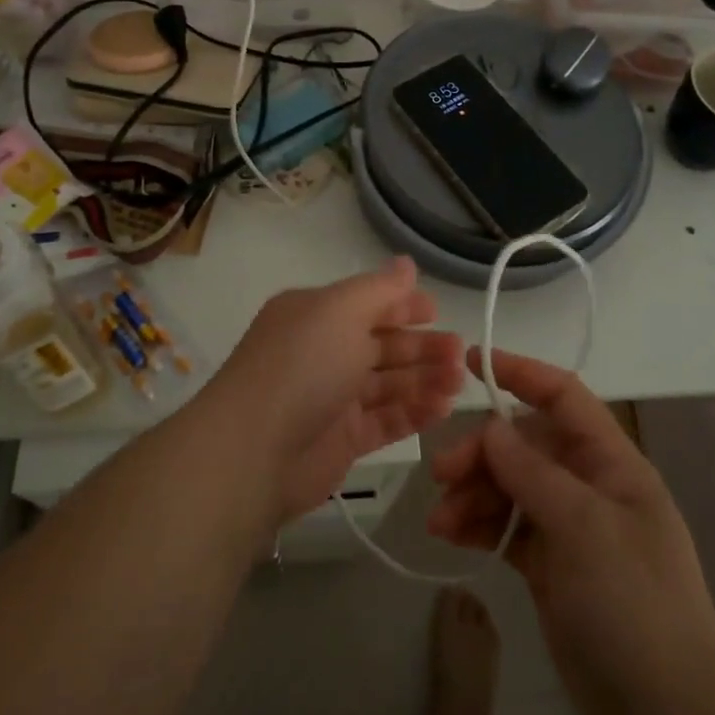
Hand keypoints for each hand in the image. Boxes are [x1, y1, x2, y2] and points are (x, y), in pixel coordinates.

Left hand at [211, 257, 464, 521]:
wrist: (253, 451)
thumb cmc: (301, 365)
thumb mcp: (341, 311)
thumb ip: (380, 289)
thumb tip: (406, 263)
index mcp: (315, 314)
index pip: (366, 303)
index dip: (402, 305)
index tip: (437, 312)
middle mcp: (322, 351)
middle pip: (382, 344)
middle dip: (422, 345)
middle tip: (460, 353)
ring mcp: (332, 397)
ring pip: (388, 383)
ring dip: (424, 379)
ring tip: (459, 381)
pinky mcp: (342, 440)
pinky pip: (385, 420)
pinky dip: (413, 412)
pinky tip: (443, 408)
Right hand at [428, 348, 714, 714]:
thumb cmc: (633, 601)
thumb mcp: (584, 526)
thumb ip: (533, 472)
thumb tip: (492, 427)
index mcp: (611, 461)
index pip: (563, 396)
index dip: (520, 371)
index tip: (470, 361)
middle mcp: (589, 484)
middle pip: (525, 444)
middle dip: (482, 451)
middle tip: (441, 474)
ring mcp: (569, 526)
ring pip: (510, 487)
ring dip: (473, 494)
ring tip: (439, 521)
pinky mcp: (550, 565)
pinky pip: (507, 528)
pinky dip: (479, 527)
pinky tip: (450, 537)